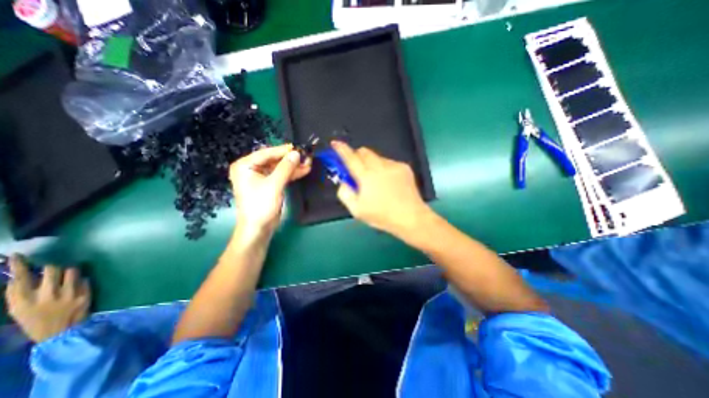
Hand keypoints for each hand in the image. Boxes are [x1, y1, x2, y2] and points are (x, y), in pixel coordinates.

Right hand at [5, 256, 89, 343]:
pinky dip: (81, 280)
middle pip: (51, 270)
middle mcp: (46, 296)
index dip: (18, 266)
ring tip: (67, 277)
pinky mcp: (85, 294)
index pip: (19, 279)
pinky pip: (85, 279)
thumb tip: (19, 276)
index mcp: (23, 302)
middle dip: (52, 267)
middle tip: (52, 269)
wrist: (61, 333)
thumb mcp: (20, 310)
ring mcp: (69, 294)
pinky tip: (77, 286)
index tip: (17, 256)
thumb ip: (20, 294)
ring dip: (70, 271)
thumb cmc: (37, 321)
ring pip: (72, 271)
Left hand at [232, 145, 311, 234]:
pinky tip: (303, 171)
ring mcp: (261, 177)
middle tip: (306, 157)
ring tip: (308, 164)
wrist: (259, 228)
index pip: (267, 153)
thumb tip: (297, 153)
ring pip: (280, 167)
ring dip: (294, 167)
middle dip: (291, 159)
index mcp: (245, 166)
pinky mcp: (270, 184)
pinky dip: (292, 174)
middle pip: (274, 160)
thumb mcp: (274, 185)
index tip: (299, 148)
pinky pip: (281, 175)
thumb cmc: (261, 206)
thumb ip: (286, 168)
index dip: (284, 150)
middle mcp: (252, 168)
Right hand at [333, 142, 432, 234]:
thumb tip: (344, 181)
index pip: (350, 158)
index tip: (335, 143)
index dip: (341, 149)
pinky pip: (388, 162)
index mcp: (366, 177)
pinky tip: (389, 182)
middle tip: (357, 170)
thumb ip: (345, 193)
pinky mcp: (404, 167)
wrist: (410, 217)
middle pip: (364, 151)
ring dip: (371, 164)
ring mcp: (393, 165)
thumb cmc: (382, 216)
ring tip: (376, 181)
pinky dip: (383, 168)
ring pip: (376, 157)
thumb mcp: (357, 210)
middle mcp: (380, 166)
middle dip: (357, 156)